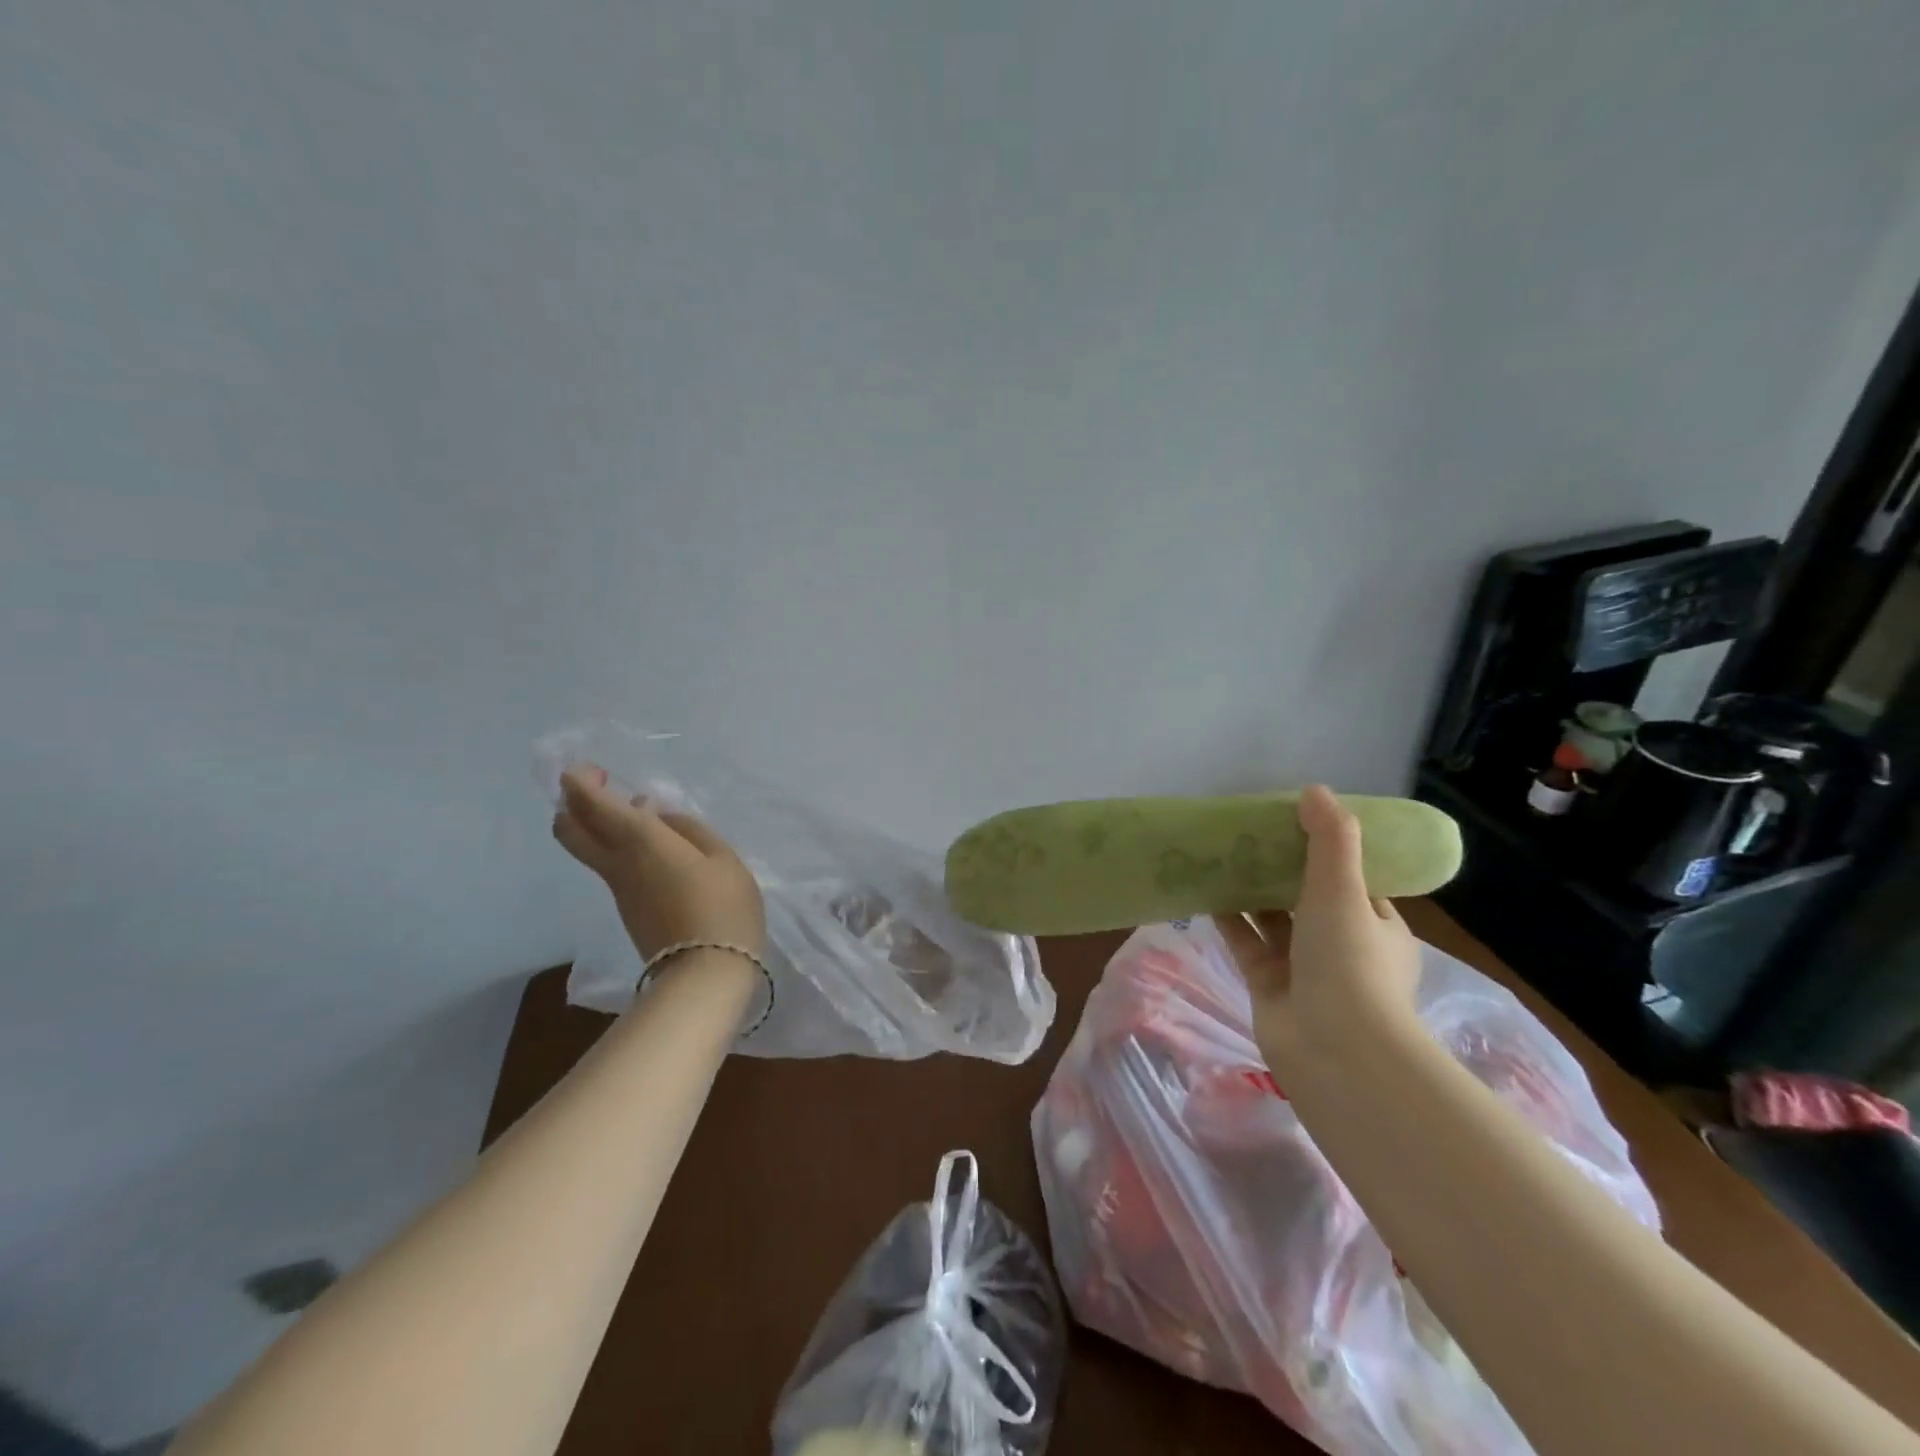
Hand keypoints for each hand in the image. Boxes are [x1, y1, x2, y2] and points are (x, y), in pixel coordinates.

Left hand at [551, 764, 766, 958]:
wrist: (706, 972)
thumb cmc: (722, 906)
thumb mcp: (722, 857)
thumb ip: (689, 829)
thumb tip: (659, 816)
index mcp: (640, 841)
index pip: (591, 805)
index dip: (579, 782)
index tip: (589, 768)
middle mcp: (617, 863)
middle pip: (570, 831)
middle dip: (572, 803)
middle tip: (598, 787)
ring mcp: (619, 889)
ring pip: (589, 849)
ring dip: (599, 825)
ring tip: (641, 814)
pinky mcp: (629, 909)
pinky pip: (613, 866)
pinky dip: (619, 847)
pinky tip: (656, 847)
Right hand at [1215, 785, 1423, 1080]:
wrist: (1335, 1051)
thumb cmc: (1350, 962)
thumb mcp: (1344, 890)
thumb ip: (1331, 839)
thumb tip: (1316, 790)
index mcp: (1378, 926)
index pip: (1353, 880)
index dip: (1324, 851)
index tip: (1293, 822)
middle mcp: (1343, 946)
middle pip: (1307, 897)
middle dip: (1279, 868)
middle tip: (1248, 834)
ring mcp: (1305, 969)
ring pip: (1274, 919)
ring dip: (1251, 890)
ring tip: (1220, 853)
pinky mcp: (1269, 985)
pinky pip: (1247, 942)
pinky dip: (1229, 918)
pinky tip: (1205, 890)